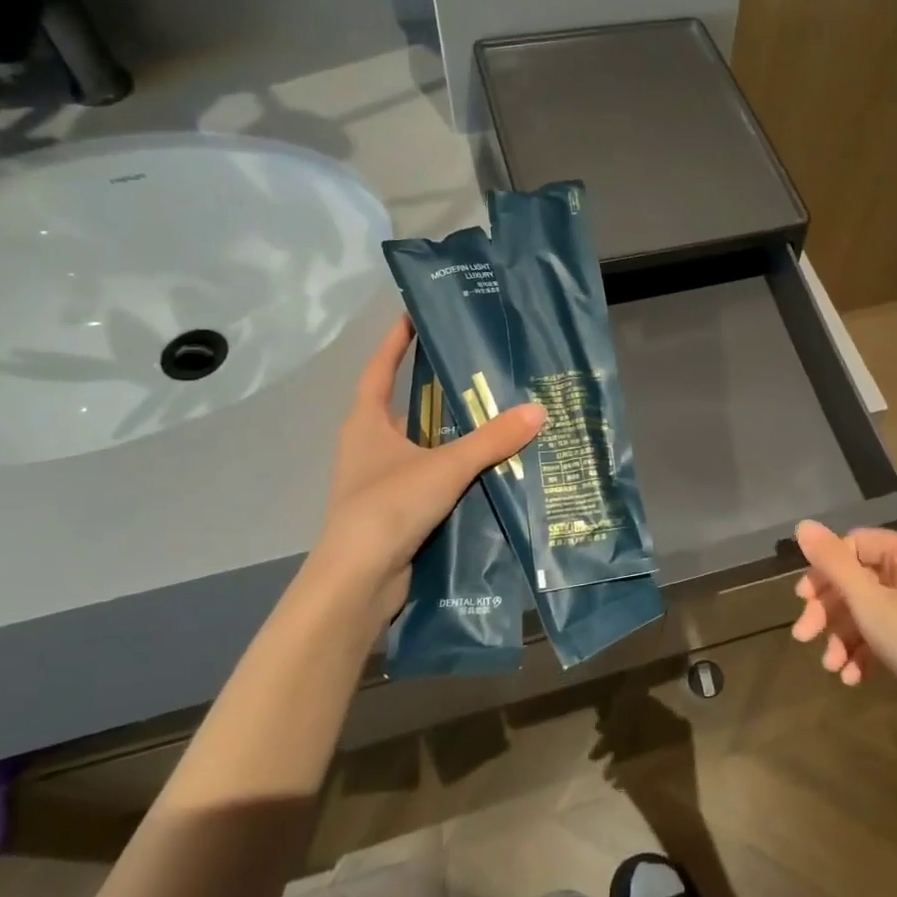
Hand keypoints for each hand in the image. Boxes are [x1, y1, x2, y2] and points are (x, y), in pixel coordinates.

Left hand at [305, 317, 543, 627]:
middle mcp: (370, 446)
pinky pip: (431, 478)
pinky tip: (489, 470)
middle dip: (436, 390)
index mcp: (367, 423)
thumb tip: (538, 410)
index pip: (380, 370)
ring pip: (421, 446)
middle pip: (405, 407)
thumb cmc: (389, 506)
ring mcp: (380, 481)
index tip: (414, 315)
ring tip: (495, 418)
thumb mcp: (446, 466)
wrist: (358, 581)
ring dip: (451, 435)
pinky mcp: (396, 511)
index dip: (396, 341)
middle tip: (479, 371)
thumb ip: (492, 439)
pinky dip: (455, 471)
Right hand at [791, 521, 896, 717]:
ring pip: (871, 610)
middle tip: (804, 636)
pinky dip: (867, 651)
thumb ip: (834, 563)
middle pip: (860, 579)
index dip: (824, 570)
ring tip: (830, 667)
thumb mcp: (870, 604)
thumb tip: (802, 525)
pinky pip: (889, 633)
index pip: (855, 545)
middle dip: (829, 610)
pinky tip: (852, 678)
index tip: (801, 600)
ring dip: (844, 636)